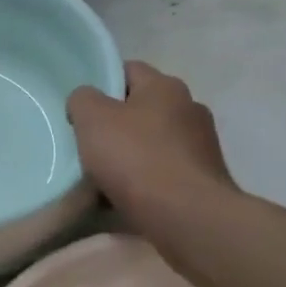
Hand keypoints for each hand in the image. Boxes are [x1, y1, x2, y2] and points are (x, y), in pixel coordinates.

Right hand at [67, 62, 236, 235]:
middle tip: (88, 143)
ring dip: (132, 154)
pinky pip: (165, 171)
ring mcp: (202, 145)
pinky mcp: (204, 178)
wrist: (186, 216)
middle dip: (117, 123)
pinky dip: (146, 180)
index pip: (129, 70)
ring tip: (104, 176)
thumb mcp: (92, 119)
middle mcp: (190, 108)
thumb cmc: (136, 158)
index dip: (102, 84)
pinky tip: (128, 196)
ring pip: (154, 142)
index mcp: (165, 86)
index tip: (81, 109)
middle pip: (142, 108)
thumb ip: (82, 100)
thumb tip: (86, 101)